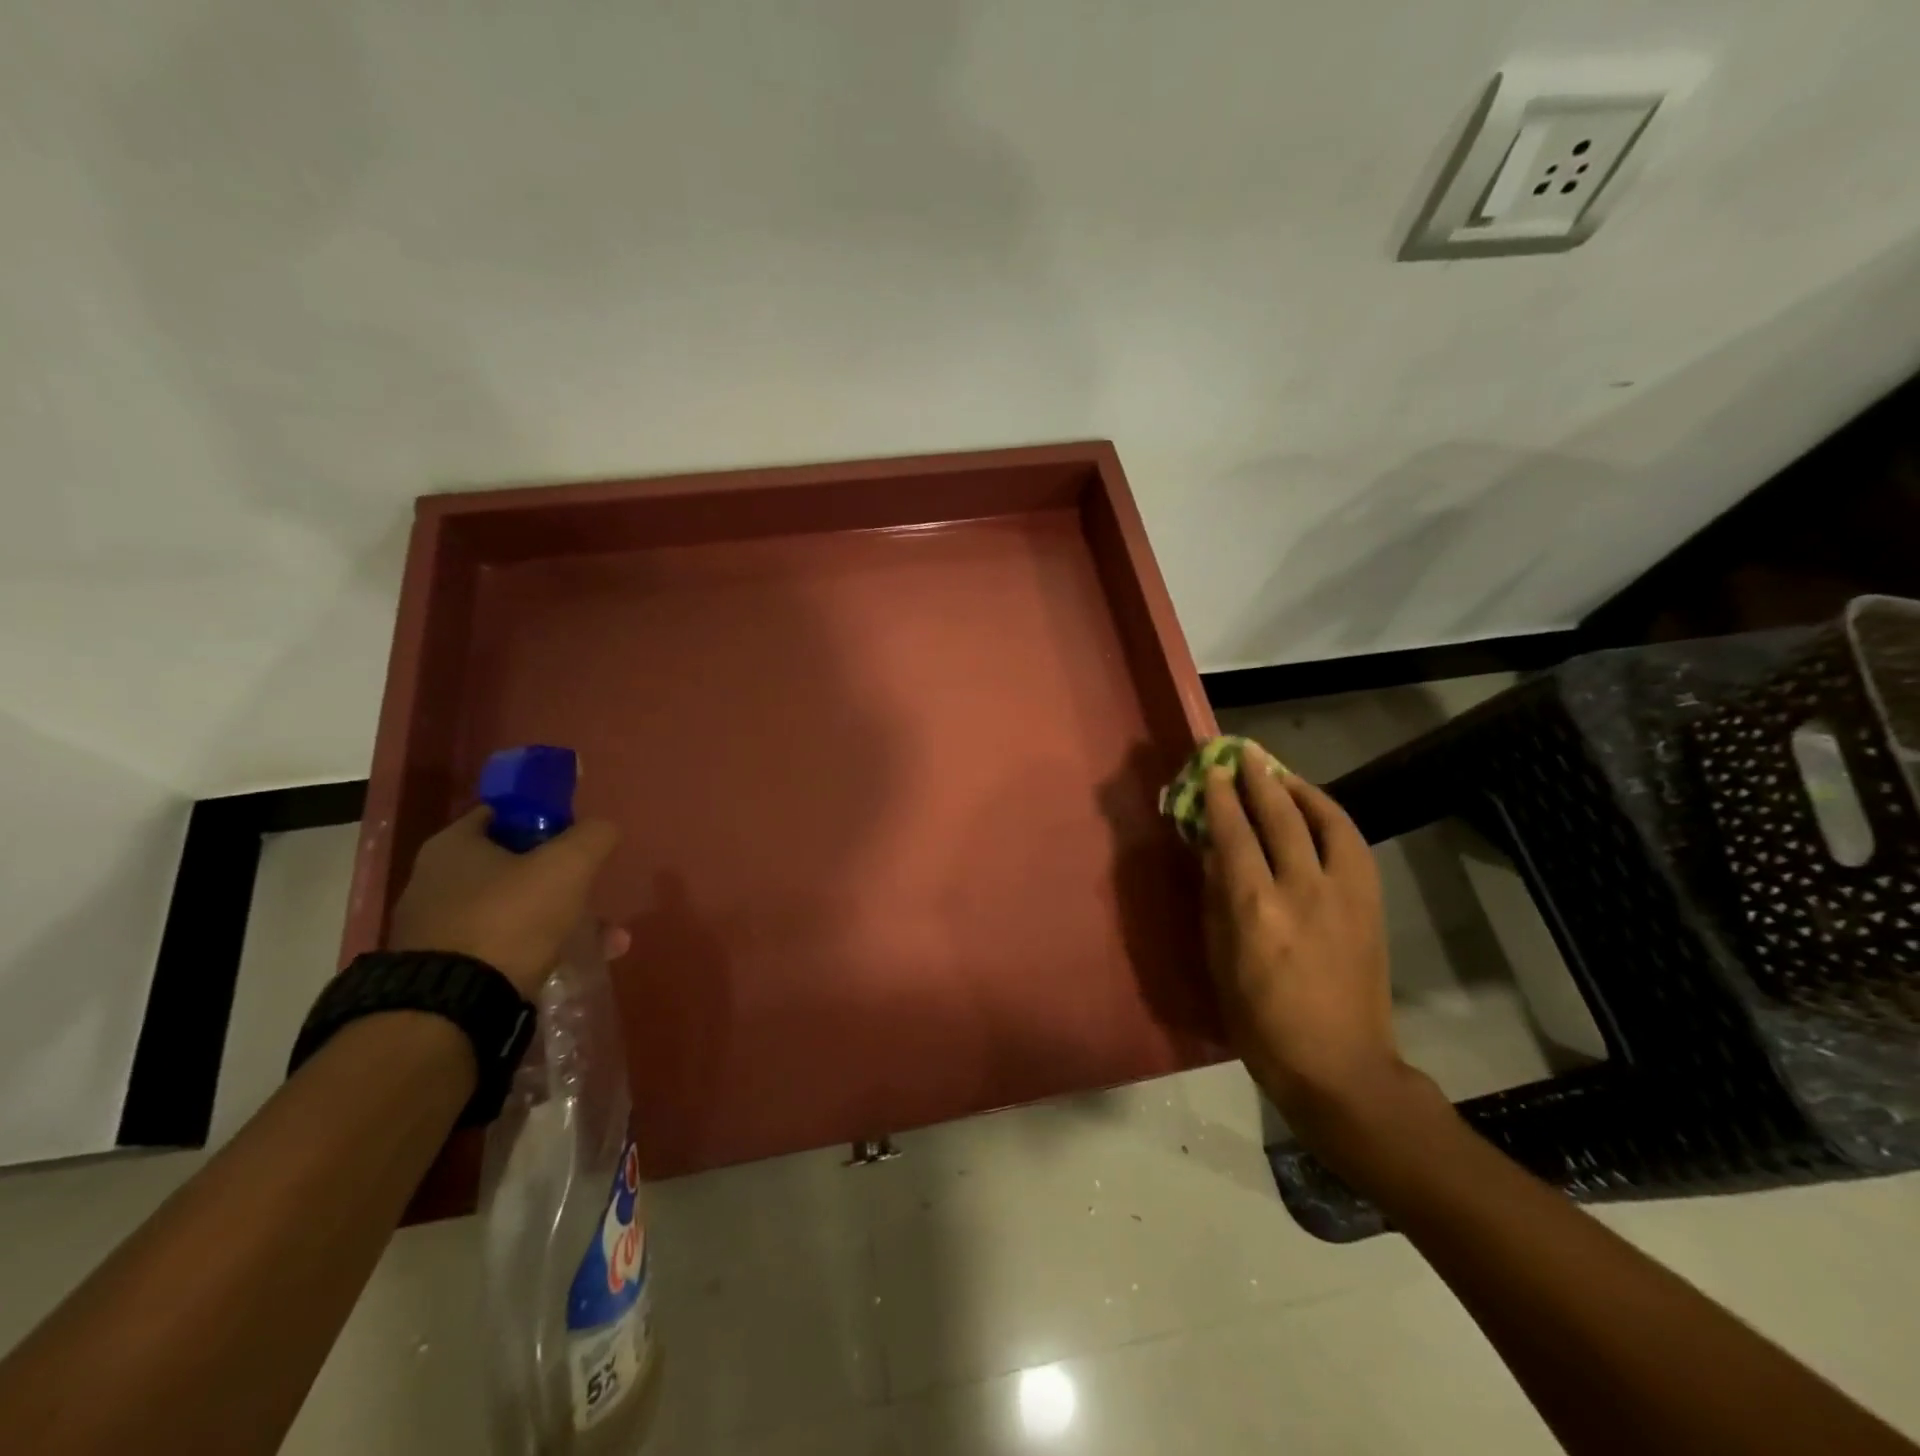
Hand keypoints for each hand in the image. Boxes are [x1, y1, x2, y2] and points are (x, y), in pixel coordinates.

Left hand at [388, 808, 623, 996]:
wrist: (450, 1009)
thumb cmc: (509, 918)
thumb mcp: (568, 865)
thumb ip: (593, 836)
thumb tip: (603, 828)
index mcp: (452, 846)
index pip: (503, 814)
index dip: (544, 819)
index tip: (577, 840)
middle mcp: (434, 882)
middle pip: (513, 866)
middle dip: (562, 880)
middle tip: (594, 893)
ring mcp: (436, 929)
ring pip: (514, 911)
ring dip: (561, 921)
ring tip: (607, 941)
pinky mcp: (444, 970)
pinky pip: (503, 948)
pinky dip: (539, 951)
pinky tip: (573, 965)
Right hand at [1200, 744, 1425, 1150]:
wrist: (1338, 1064)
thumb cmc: (1260, 1020)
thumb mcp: (1219, 958)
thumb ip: (1216, 896)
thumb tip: (1213, 849)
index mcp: (1255, 907)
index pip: (1233, 833)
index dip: (1219, 797)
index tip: (1210, 770)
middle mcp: (1302, 888)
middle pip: (1279, 816)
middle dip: (1258, 778)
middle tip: (1242, 752)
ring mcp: (1344, 894)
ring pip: (1324, 821)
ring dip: (1298, 789)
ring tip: (1278, 771)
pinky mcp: (1370, 903)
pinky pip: (1352, 843)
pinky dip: (1331, 816)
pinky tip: (1317, 809)